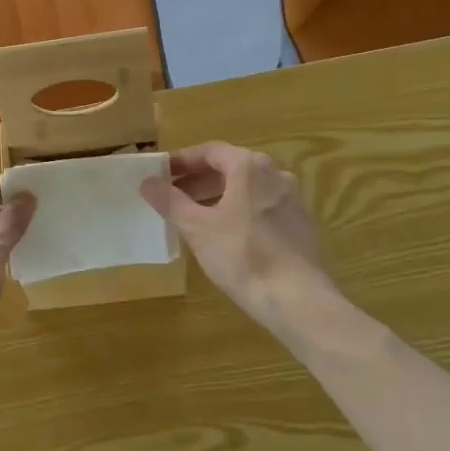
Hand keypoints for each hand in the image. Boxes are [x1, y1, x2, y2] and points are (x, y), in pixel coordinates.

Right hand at [141, 142, 332, 328]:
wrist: (297, 299)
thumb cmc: (242, 255)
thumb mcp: (197, 228)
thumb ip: (171, 201)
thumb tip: (148, 182)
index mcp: (250, 167)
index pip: (210, 151)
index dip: (182, 161)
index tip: (161, 174)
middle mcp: (275, 174)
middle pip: (230, 168)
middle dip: (198, 180)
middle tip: (172, 196)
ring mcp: (292, 199)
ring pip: (247, 189)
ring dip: (218, 196)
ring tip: (194, 217)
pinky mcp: (301, 225)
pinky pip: (262, 207)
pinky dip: (239, 211)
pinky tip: (225, 236)